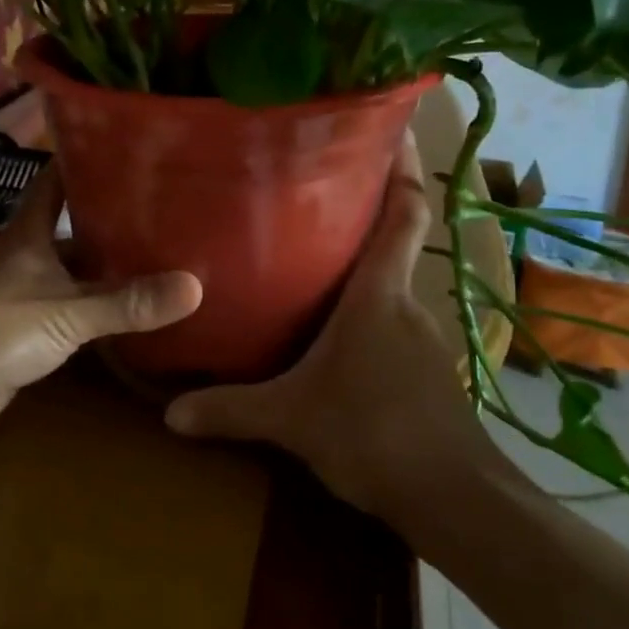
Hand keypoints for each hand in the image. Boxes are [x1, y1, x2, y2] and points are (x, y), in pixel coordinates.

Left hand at [0, 166, 201, 453]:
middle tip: (165, 212)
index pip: (56, 181)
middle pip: (70, 229)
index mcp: (28, 233)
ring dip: (105, 270)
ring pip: (71, 274)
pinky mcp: (21, 338)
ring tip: (160, 260)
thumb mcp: (67, 310)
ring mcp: (21, 299)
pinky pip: (68, 318)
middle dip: (111, 221)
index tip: (126, 147)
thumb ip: (127, 302)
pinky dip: (95, 315)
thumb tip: (196, 286)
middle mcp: (24, 258)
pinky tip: (127, 316)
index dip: (85, 161)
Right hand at [165, 132, 513, 521]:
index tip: (394, 126)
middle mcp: (406, 304)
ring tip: (314, 266)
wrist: (456, 501)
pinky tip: (338, 340)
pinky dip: (369, 320)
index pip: (404, 215)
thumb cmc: (373, 433)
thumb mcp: (291, 420)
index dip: (404, 168)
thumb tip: (171, 413)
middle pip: (393, 246)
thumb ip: (231, 410)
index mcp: (379, 294)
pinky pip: (393, 328)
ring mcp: (424, 340)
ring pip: (390, 292)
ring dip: (361, 276)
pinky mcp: (428, 374)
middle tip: (315, 197)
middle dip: (363, 219)